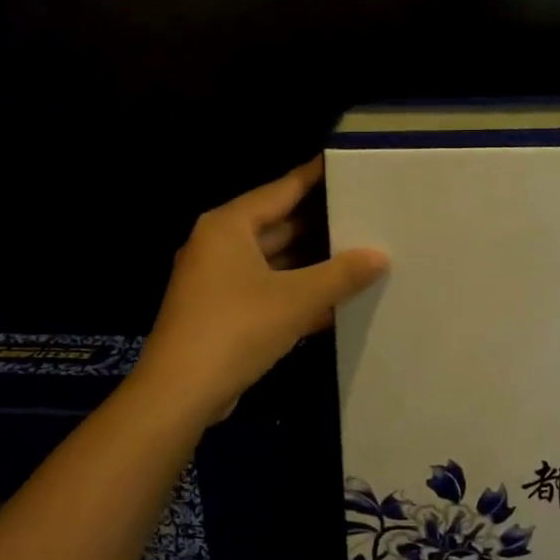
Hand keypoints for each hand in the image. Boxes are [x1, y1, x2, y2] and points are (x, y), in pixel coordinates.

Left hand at [134, 158, 387, 428]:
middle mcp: (219, 245)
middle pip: (278, 225)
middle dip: (320, 225)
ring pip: (274, 262)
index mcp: (229, 226)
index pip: (281, 190)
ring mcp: (218, 281)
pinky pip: (267, 291)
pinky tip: (334, 301)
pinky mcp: (222, 312)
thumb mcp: (296, 299)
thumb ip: (341, 275)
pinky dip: (296, 293)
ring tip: (359, 255)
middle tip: (365, 215)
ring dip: (311, 264)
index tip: (346, 166)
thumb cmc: (236, 329)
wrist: (180, 393)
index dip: (315, 177)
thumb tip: (379, 256)